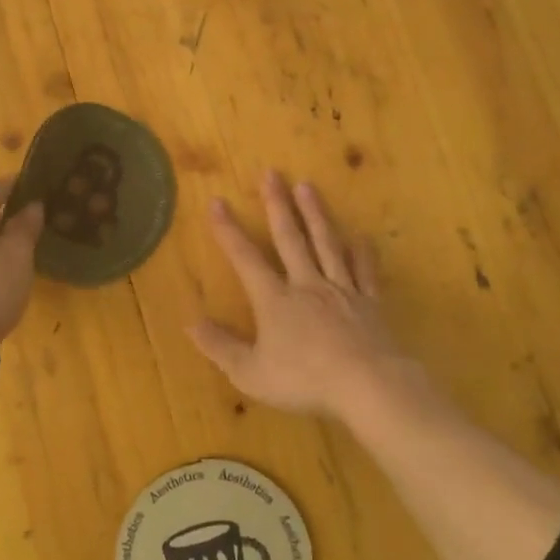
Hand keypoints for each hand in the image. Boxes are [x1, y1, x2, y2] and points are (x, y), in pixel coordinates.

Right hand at [189, 170, 410, 418]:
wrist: (367, 386)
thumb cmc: (304, 381)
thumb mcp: (251, 373)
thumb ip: (220, 347)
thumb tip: (190, 321)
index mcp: (275, 300)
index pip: (246, 258)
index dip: (228, 230)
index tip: (218, 201)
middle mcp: (307, 285)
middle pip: (290, 238)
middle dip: (277, 204)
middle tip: (272, 173)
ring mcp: (341, 290)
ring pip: (326, 244)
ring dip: (315, 214)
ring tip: (308, 185)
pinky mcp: (369, 303)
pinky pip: (365, 272)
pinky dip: (362, 253)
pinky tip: (361, 236)